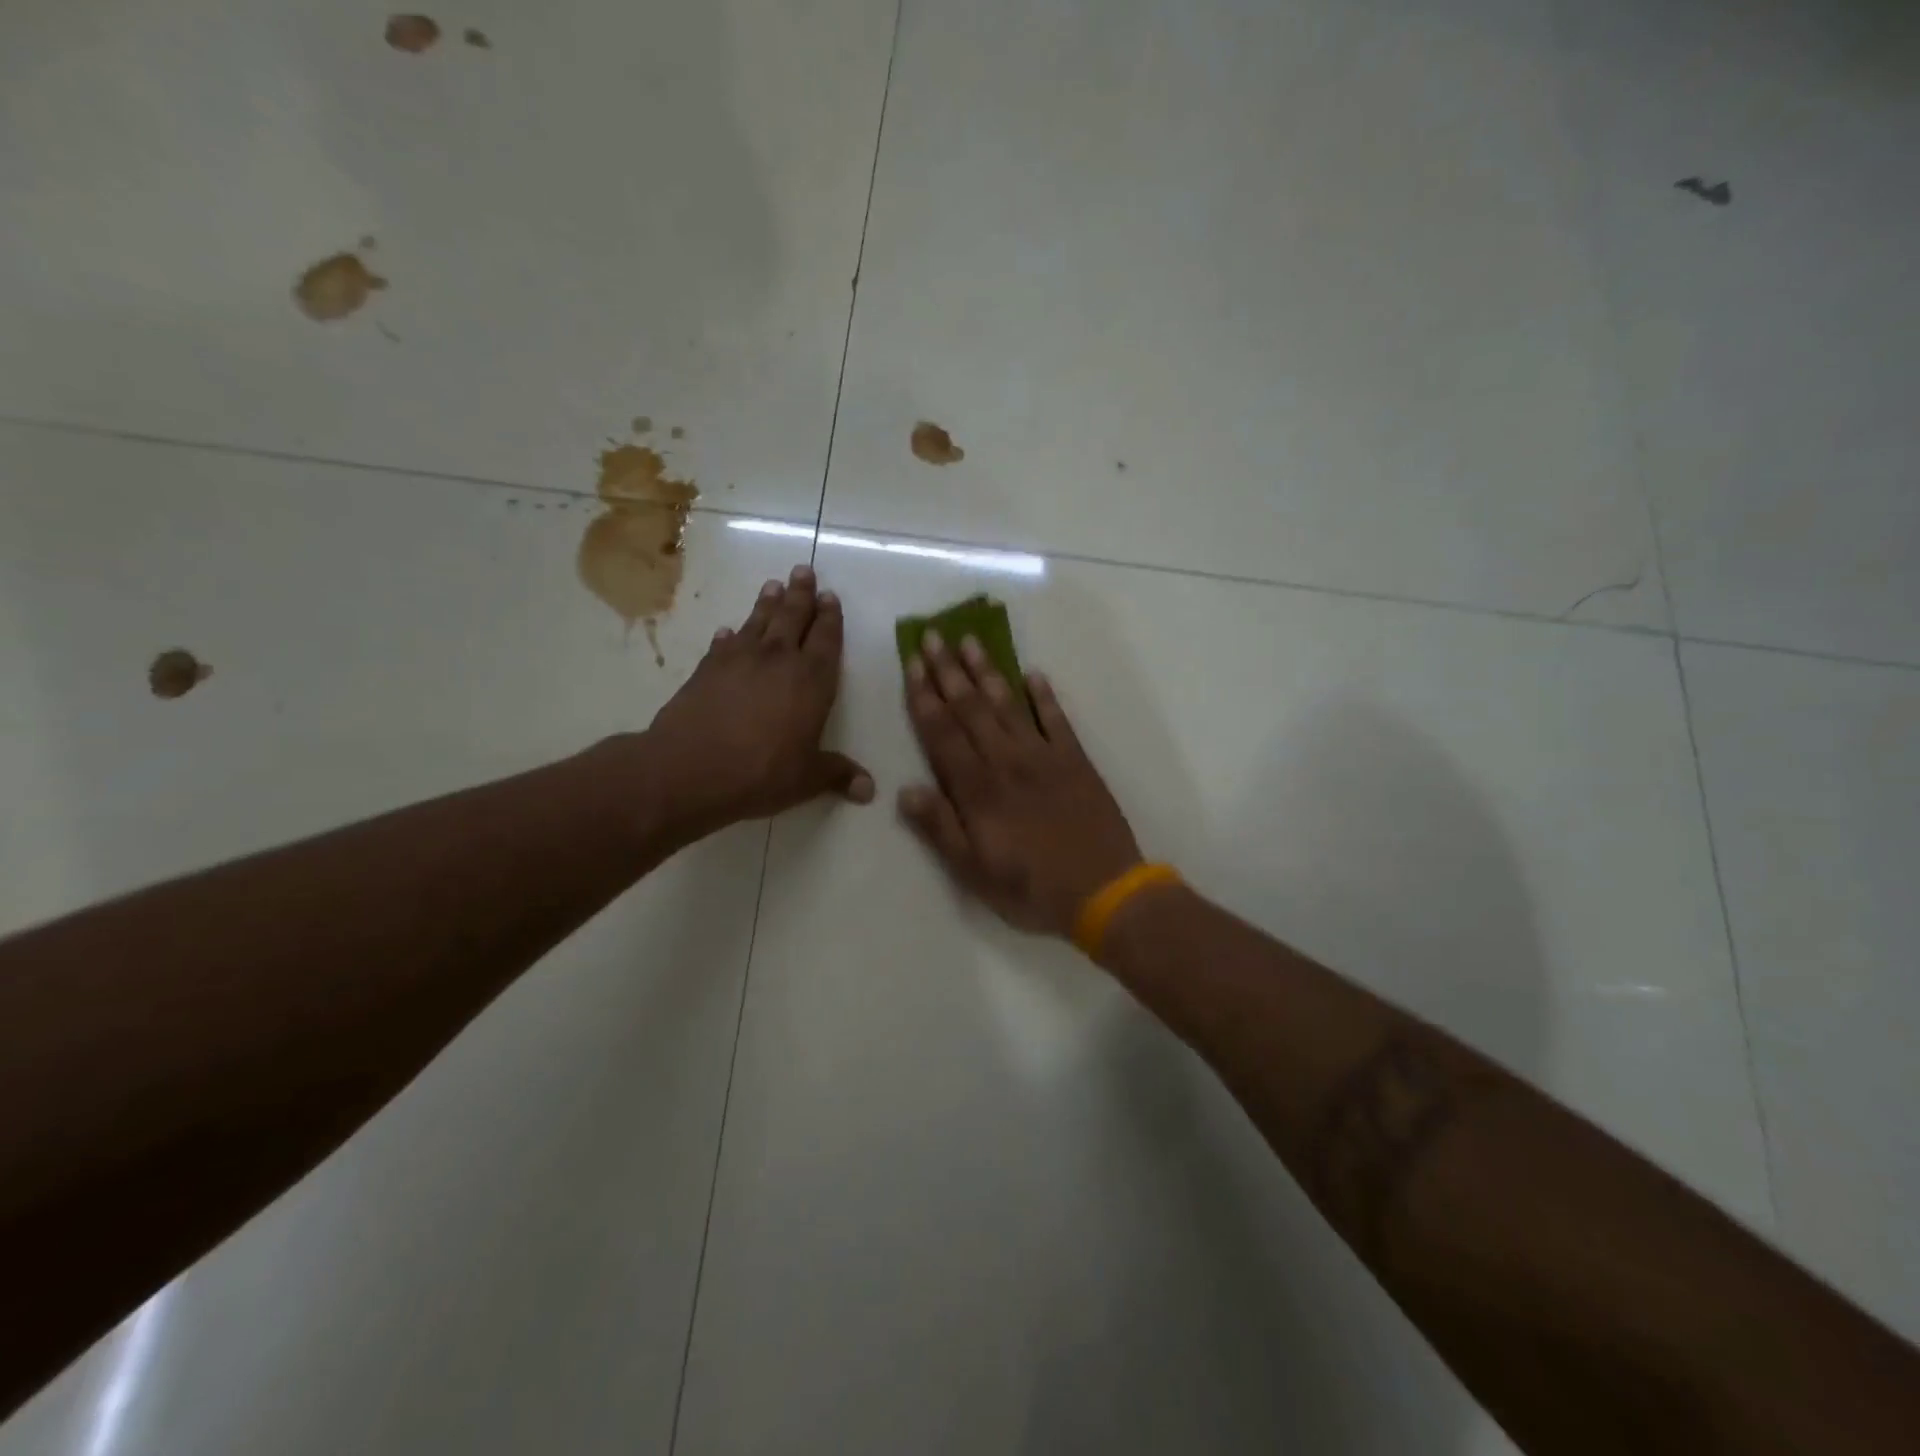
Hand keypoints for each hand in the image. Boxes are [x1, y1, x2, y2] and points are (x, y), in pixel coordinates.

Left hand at [642, 565, 871, 841]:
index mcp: (812, 680)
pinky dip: (728, 635)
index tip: (830, 597)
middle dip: (801, 594)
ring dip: (768, 602)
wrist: (691, 768)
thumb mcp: (806, 779)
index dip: (830, 617)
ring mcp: (739, 659)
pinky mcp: (707, 668)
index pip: (826, 639)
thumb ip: (837, 775)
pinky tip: (728, 630)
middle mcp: (779, 660)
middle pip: (793, 617)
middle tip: (804, 570)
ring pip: (759, 621)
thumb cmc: (761, 772)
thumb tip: (869, 790)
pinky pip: (723, 643)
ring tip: (773, 584)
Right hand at [899, 631, 1140, 937]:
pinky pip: (1056, 719)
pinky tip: (1033, 674)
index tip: (913, 663)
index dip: (924, 697)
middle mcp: (1006, 761)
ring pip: (1008, 705)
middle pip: (971, 708)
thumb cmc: (1031, 888)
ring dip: (987, 671)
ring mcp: (1044, 756)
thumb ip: (940, 828)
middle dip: (948, 671)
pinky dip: (1043, 695)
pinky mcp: (1076, 760)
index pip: (942, 733)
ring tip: (971, 641)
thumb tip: (905, 790)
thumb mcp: (974, 871)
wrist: (1104, 890)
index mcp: (977, 789)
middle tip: (933, 635)